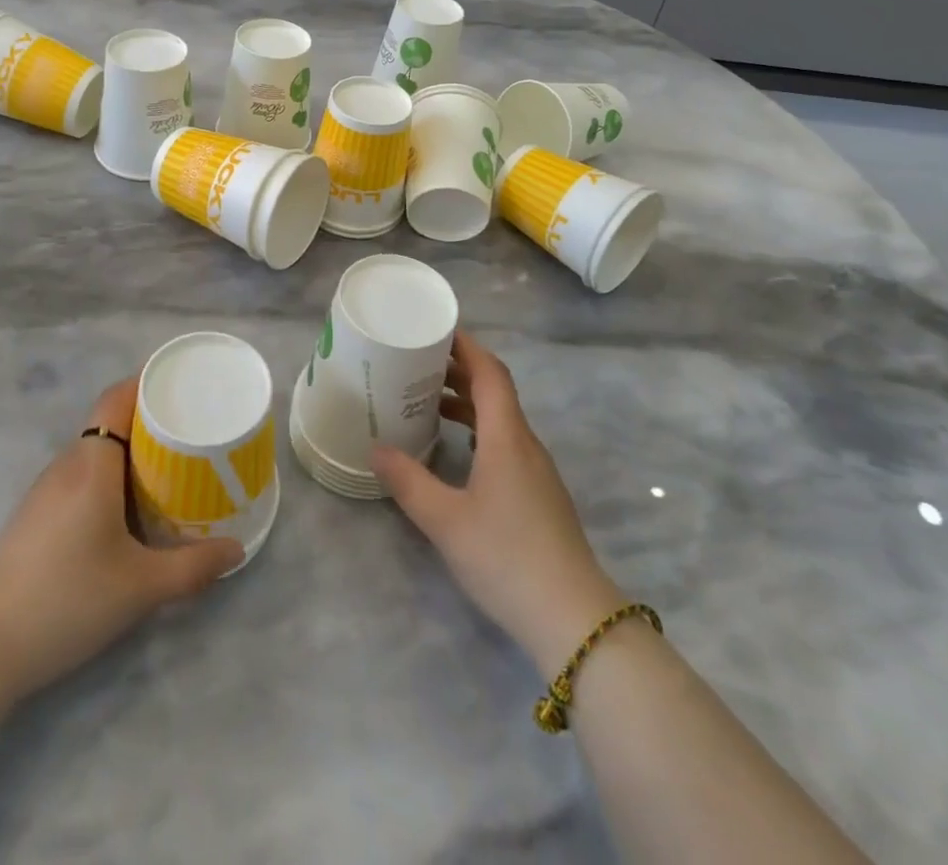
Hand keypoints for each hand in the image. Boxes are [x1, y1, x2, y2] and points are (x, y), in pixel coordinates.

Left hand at [0, 378, 242, 700]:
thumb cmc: (66, 600)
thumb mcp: (140, 588)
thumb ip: (193, 567)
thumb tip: (236, 550)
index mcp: (92, 463)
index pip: (117, 397)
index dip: (148, 384)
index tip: (184, 388)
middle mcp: (67, 464)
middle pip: (110, 421)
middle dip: (150, 421)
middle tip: (191, 432)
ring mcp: (45, 490)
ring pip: (95, 451)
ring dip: (130, 451)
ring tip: (169, 468)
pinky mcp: (34, 515)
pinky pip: (81, 475)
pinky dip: (110, 476)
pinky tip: (128, 509)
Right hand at [372, 331, 627, 672]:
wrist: (572, 617)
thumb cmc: (506, 557)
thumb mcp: (445, 520)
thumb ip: (408, 481)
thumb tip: (375, 448)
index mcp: (507, 436)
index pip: (490, 372)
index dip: (465, 346)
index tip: (435, 330)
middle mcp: (525, 443)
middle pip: (495, 390)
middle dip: (459, 370)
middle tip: (418, 364)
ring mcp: (537, 470)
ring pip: (501, 418)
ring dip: (468, 402)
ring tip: (428, 403)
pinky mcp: (539, 493)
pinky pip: (506, 442)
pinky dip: (478, 430)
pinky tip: (457, 451)